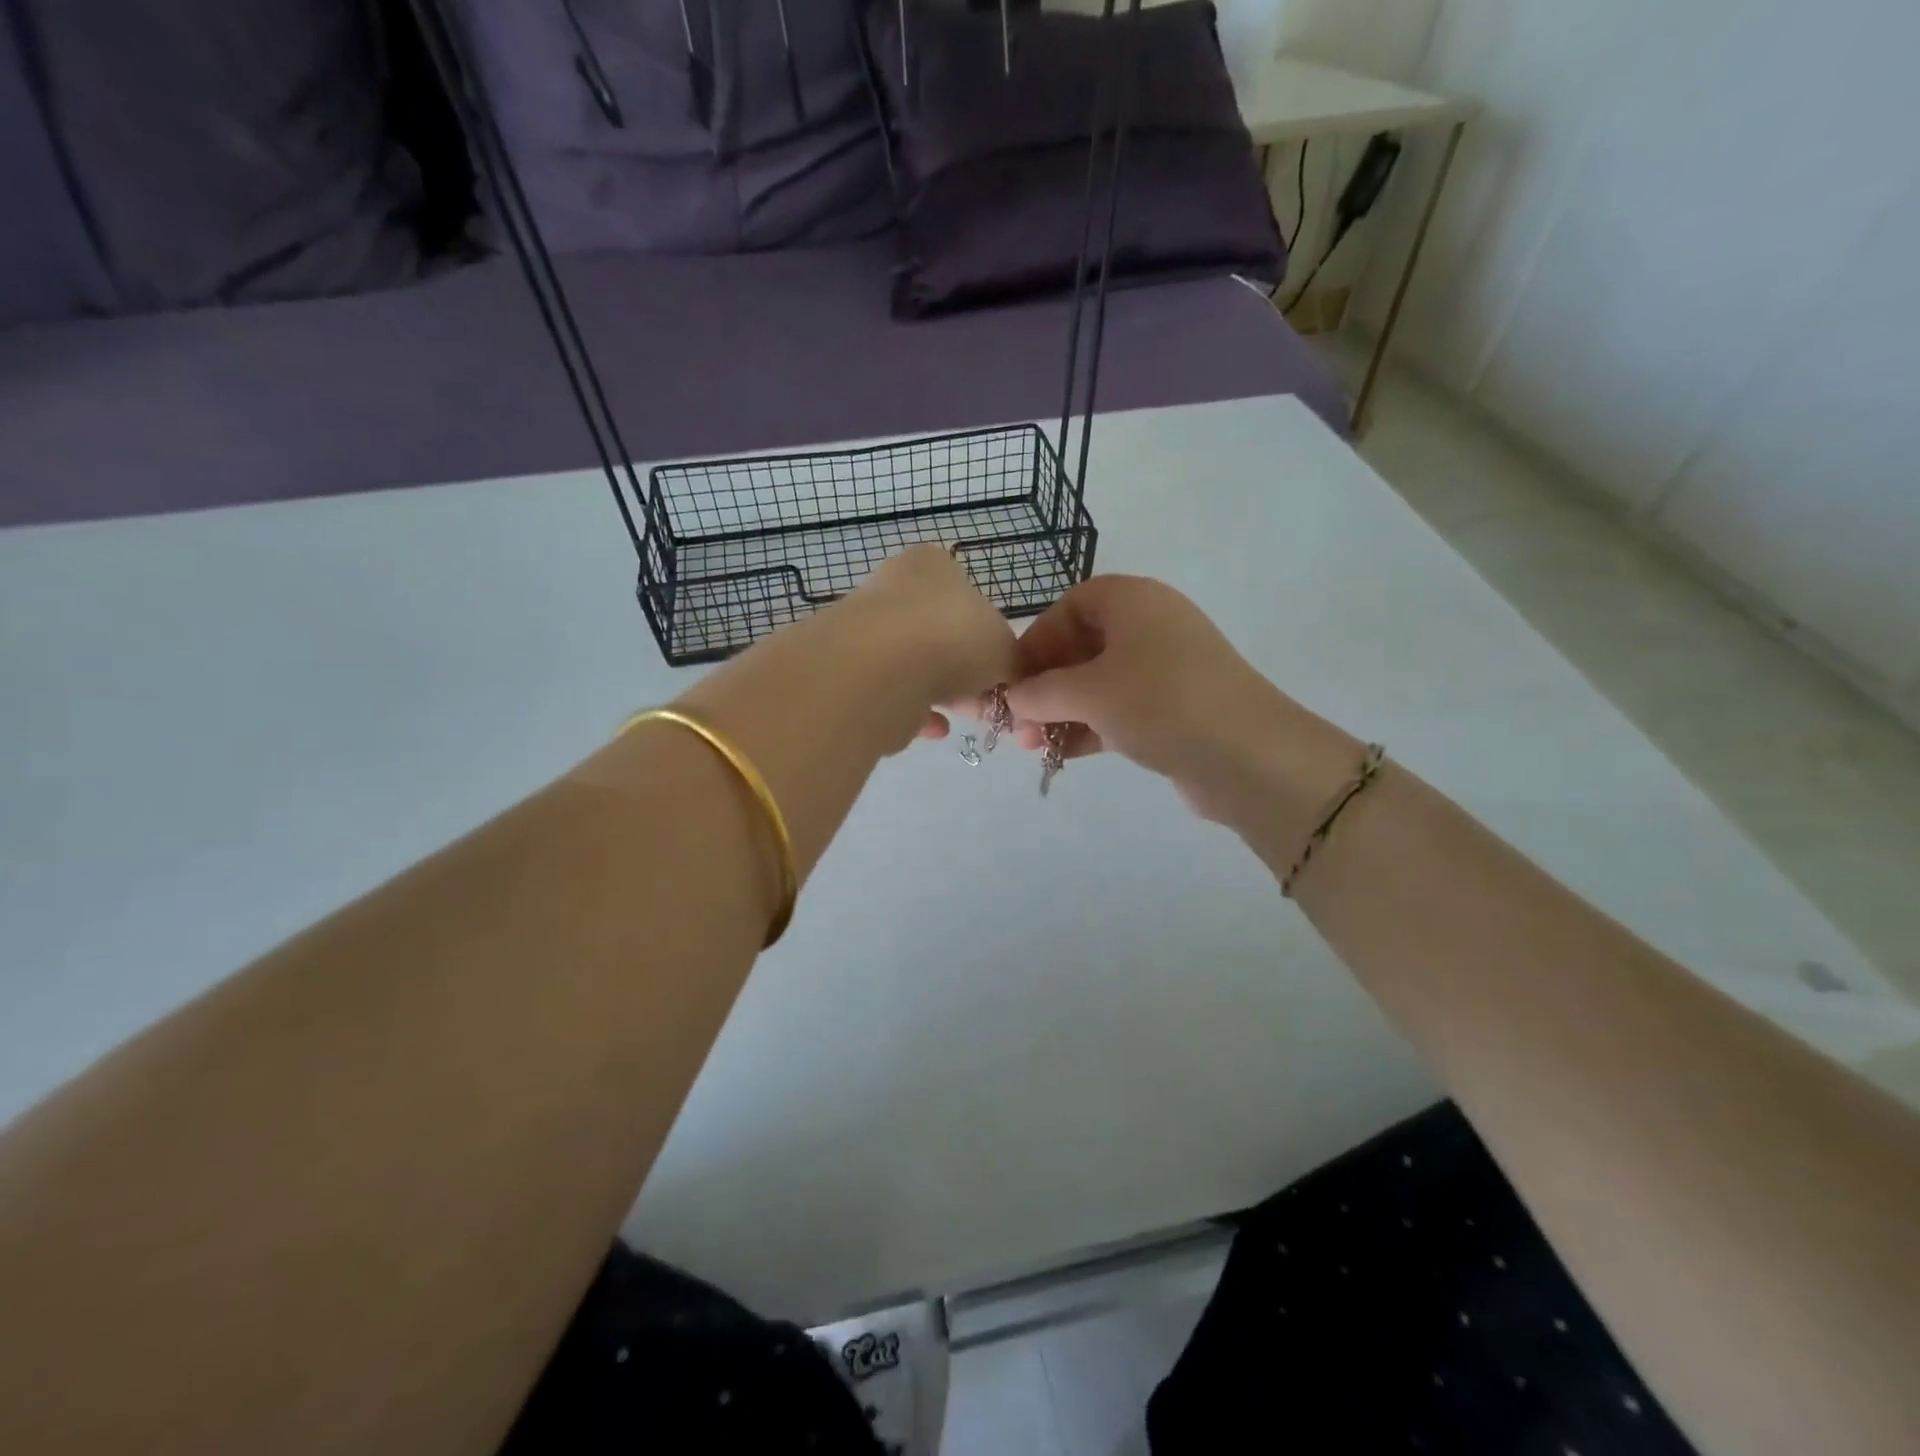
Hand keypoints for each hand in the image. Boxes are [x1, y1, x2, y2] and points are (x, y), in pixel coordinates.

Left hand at [842, 544, 1018, 745]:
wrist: (880, 669)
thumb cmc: (954, 639)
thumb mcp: (1005, 648)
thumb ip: (1008, 659)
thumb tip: (1001, 674)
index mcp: (933, 565)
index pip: (966, 598)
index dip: (987, 640)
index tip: (998, 673)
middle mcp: (892, 586)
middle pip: (938, 634)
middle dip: (962, 672)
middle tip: (981, 703)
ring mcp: (863, 627)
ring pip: (911, 664)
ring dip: (938, 692)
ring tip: (959, 717)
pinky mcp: (844, 668)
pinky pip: (887, 691)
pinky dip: (910, 709)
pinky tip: (931, 728)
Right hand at [1005, 576, 1359, 836]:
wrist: (1248, 755)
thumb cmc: (1160, 703)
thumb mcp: (1089, 693)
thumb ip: (1040, 693)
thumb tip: (1012, 700)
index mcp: (1133, 601)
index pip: (1072, 606)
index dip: (1038, 638)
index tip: (1015, 677)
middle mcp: (1150, 627)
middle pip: (1082, 648)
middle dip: (1044, 686)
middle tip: (1016, 722)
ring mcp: (1165, 670)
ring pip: (1098, 684)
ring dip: (1061, 712)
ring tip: (1030, 747)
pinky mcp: (1174, 709)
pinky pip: (1119, 710)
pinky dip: (1089, 727)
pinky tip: (1061, 755)